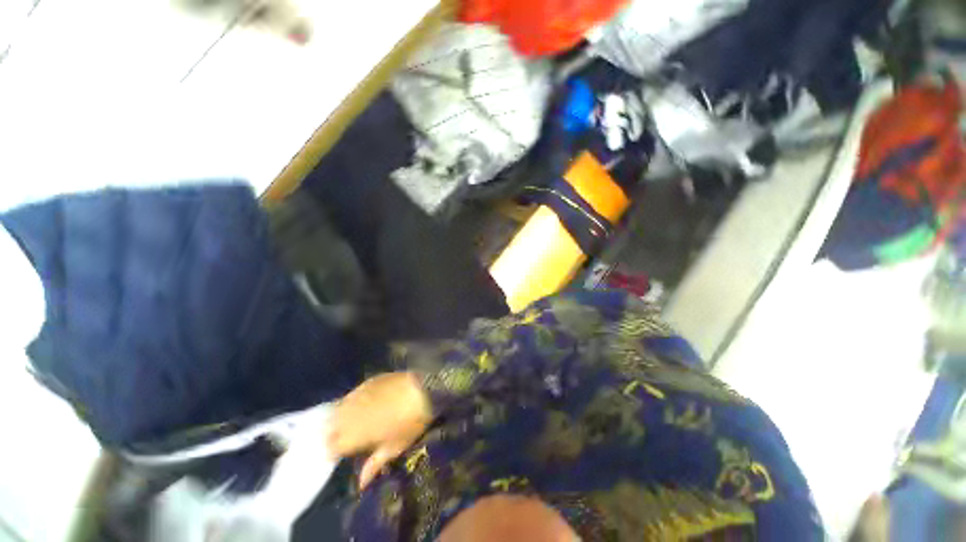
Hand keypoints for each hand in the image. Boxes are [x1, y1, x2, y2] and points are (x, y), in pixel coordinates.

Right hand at [327, 372, 432, 489]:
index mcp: (354, 436)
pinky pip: (350, 395)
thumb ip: (374, 465)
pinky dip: (349, 402)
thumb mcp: (394, 448)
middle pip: (330, 428)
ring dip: (338, 418)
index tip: (340, 454)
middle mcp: (349, 416)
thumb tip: (360, 485)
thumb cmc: (409, 423)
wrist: (422, 390)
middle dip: (333, 435)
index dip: (334, 452)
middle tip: (344, 438)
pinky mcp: (366, 383)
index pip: (331, 448)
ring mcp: (357, 396)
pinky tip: (357, 404)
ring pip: (337, 410)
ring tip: (348, 422)